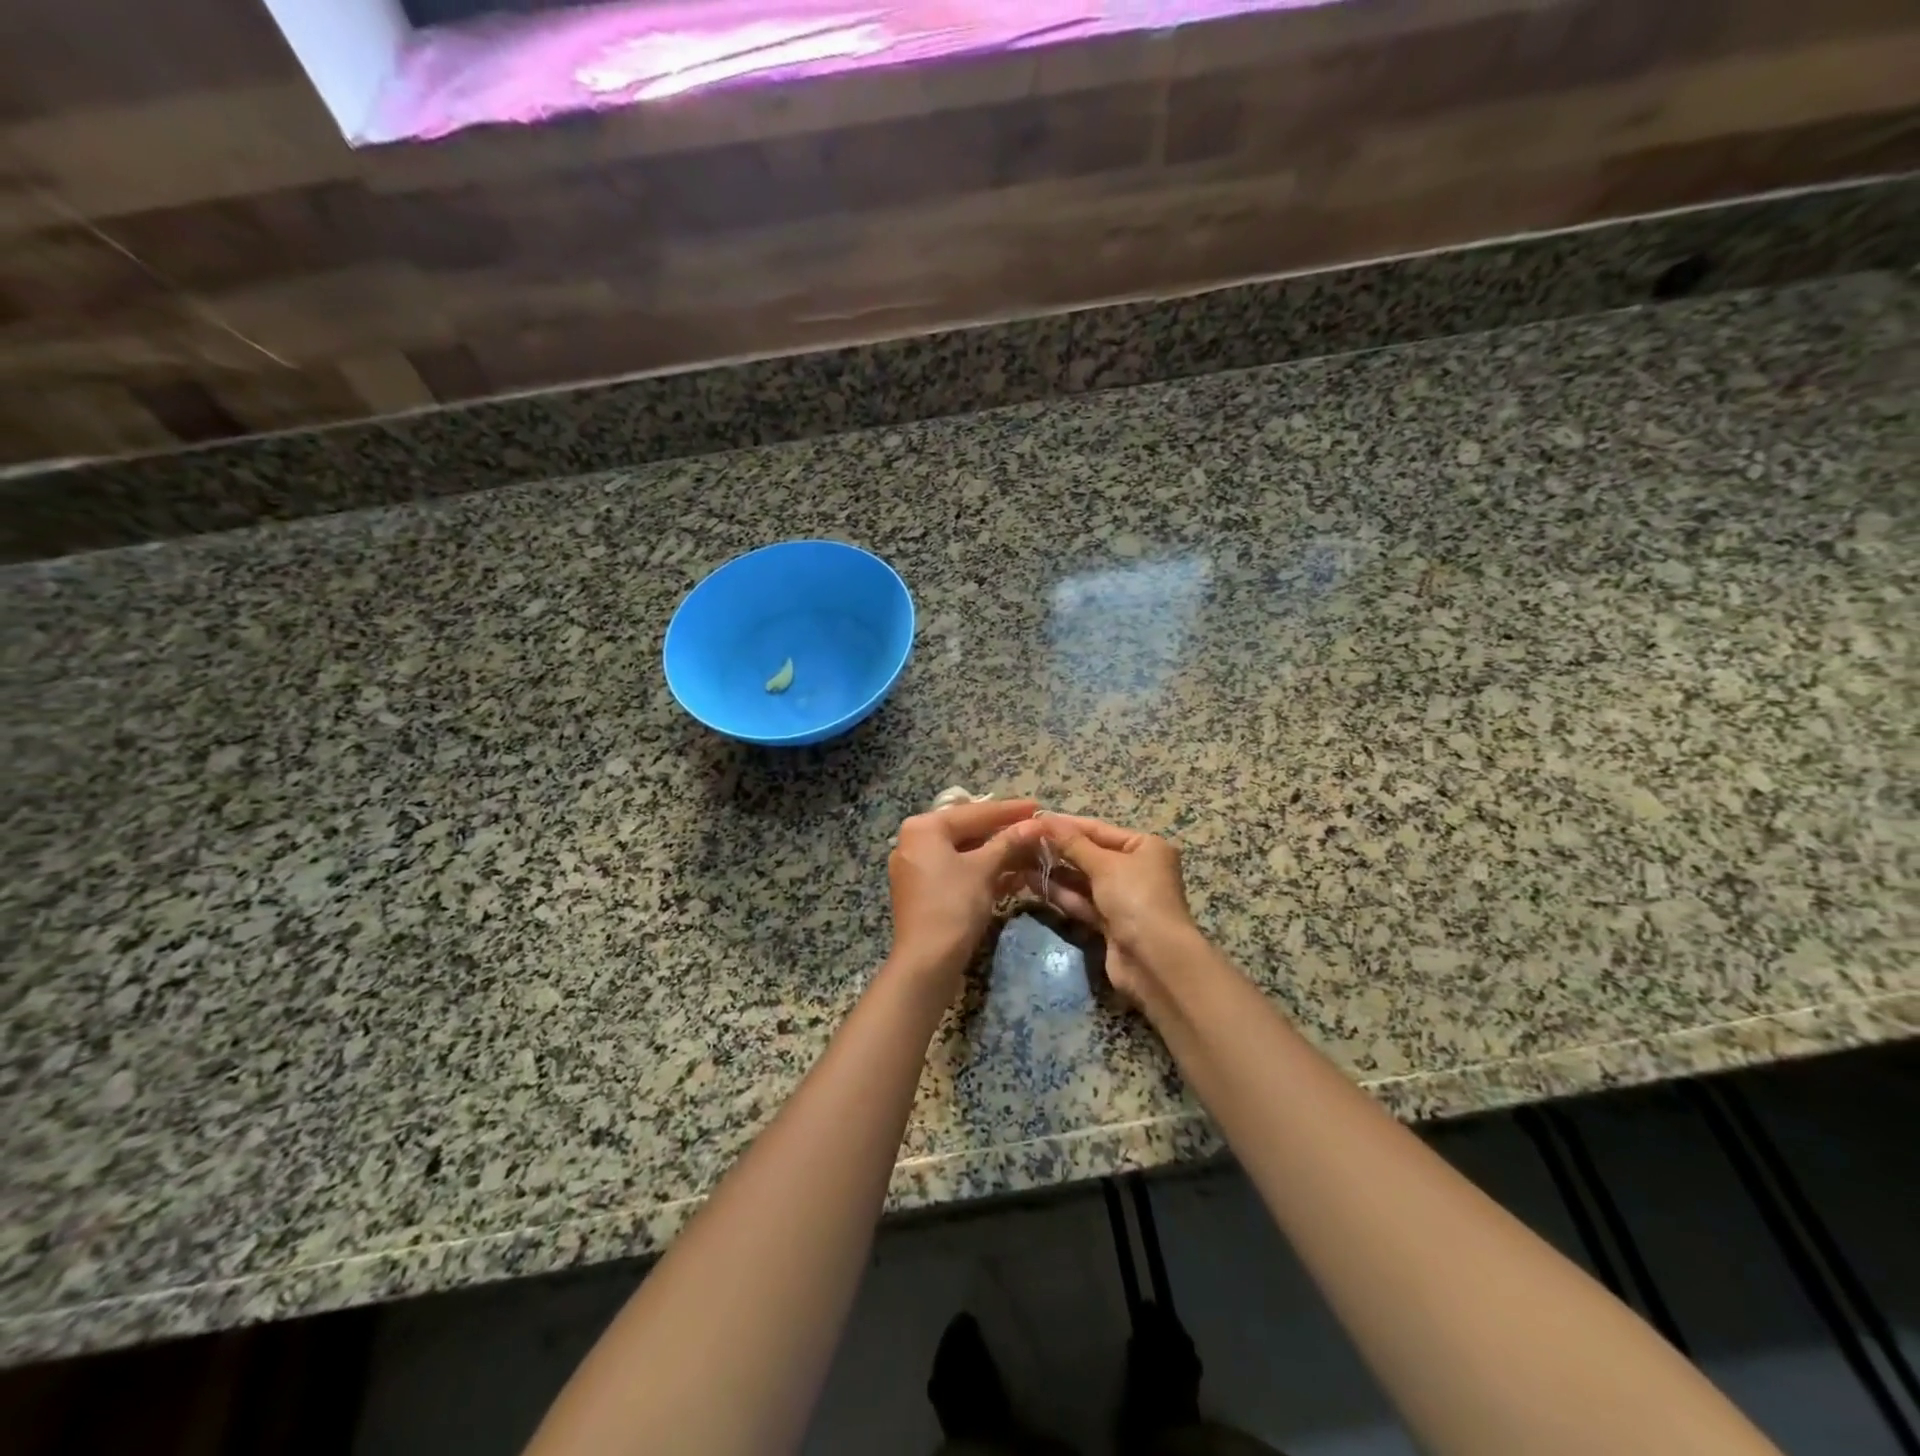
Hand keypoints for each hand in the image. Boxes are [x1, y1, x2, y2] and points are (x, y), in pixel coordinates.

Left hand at [887, 798, 1038, 992]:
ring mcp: (918, 867)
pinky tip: (1012, 876)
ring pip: (965, 853)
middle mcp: (915, 841)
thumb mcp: (984, 870)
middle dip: (1004, 833)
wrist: (927, 962)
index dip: (1010, 810)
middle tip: (1036, 829)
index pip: (974, 812)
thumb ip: (1009, 842)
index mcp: (924, 828)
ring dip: (997, 854)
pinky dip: (982, 872)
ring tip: (1031, 852)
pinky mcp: (925, 891)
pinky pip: (958, 871)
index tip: (1038, 806)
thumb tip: (1036, 824)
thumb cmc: (953, 905)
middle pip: (968, 830)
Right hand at [1019, 815, 1195, 1003]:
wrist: (1155, 960)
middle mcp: (1137, 869)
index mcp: (1145, 847)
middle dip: (1058, 849)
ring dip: (1055, 871)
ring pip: (1084, 880)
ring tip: (1020, 860)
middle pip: (1091, 854)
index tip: (1035, 819)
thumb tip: (1045, 819)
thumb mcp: (1104, 865)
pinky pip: (1082, 902)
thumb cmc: (1136, 898)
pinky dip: (1061, 893)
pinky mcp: (1110, 923)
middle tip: (1022, 840)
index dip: (1066, 824)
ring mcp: (1123, 898)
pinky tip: (1032, 883)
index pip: (1099, 829)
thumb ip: (1072, 843)